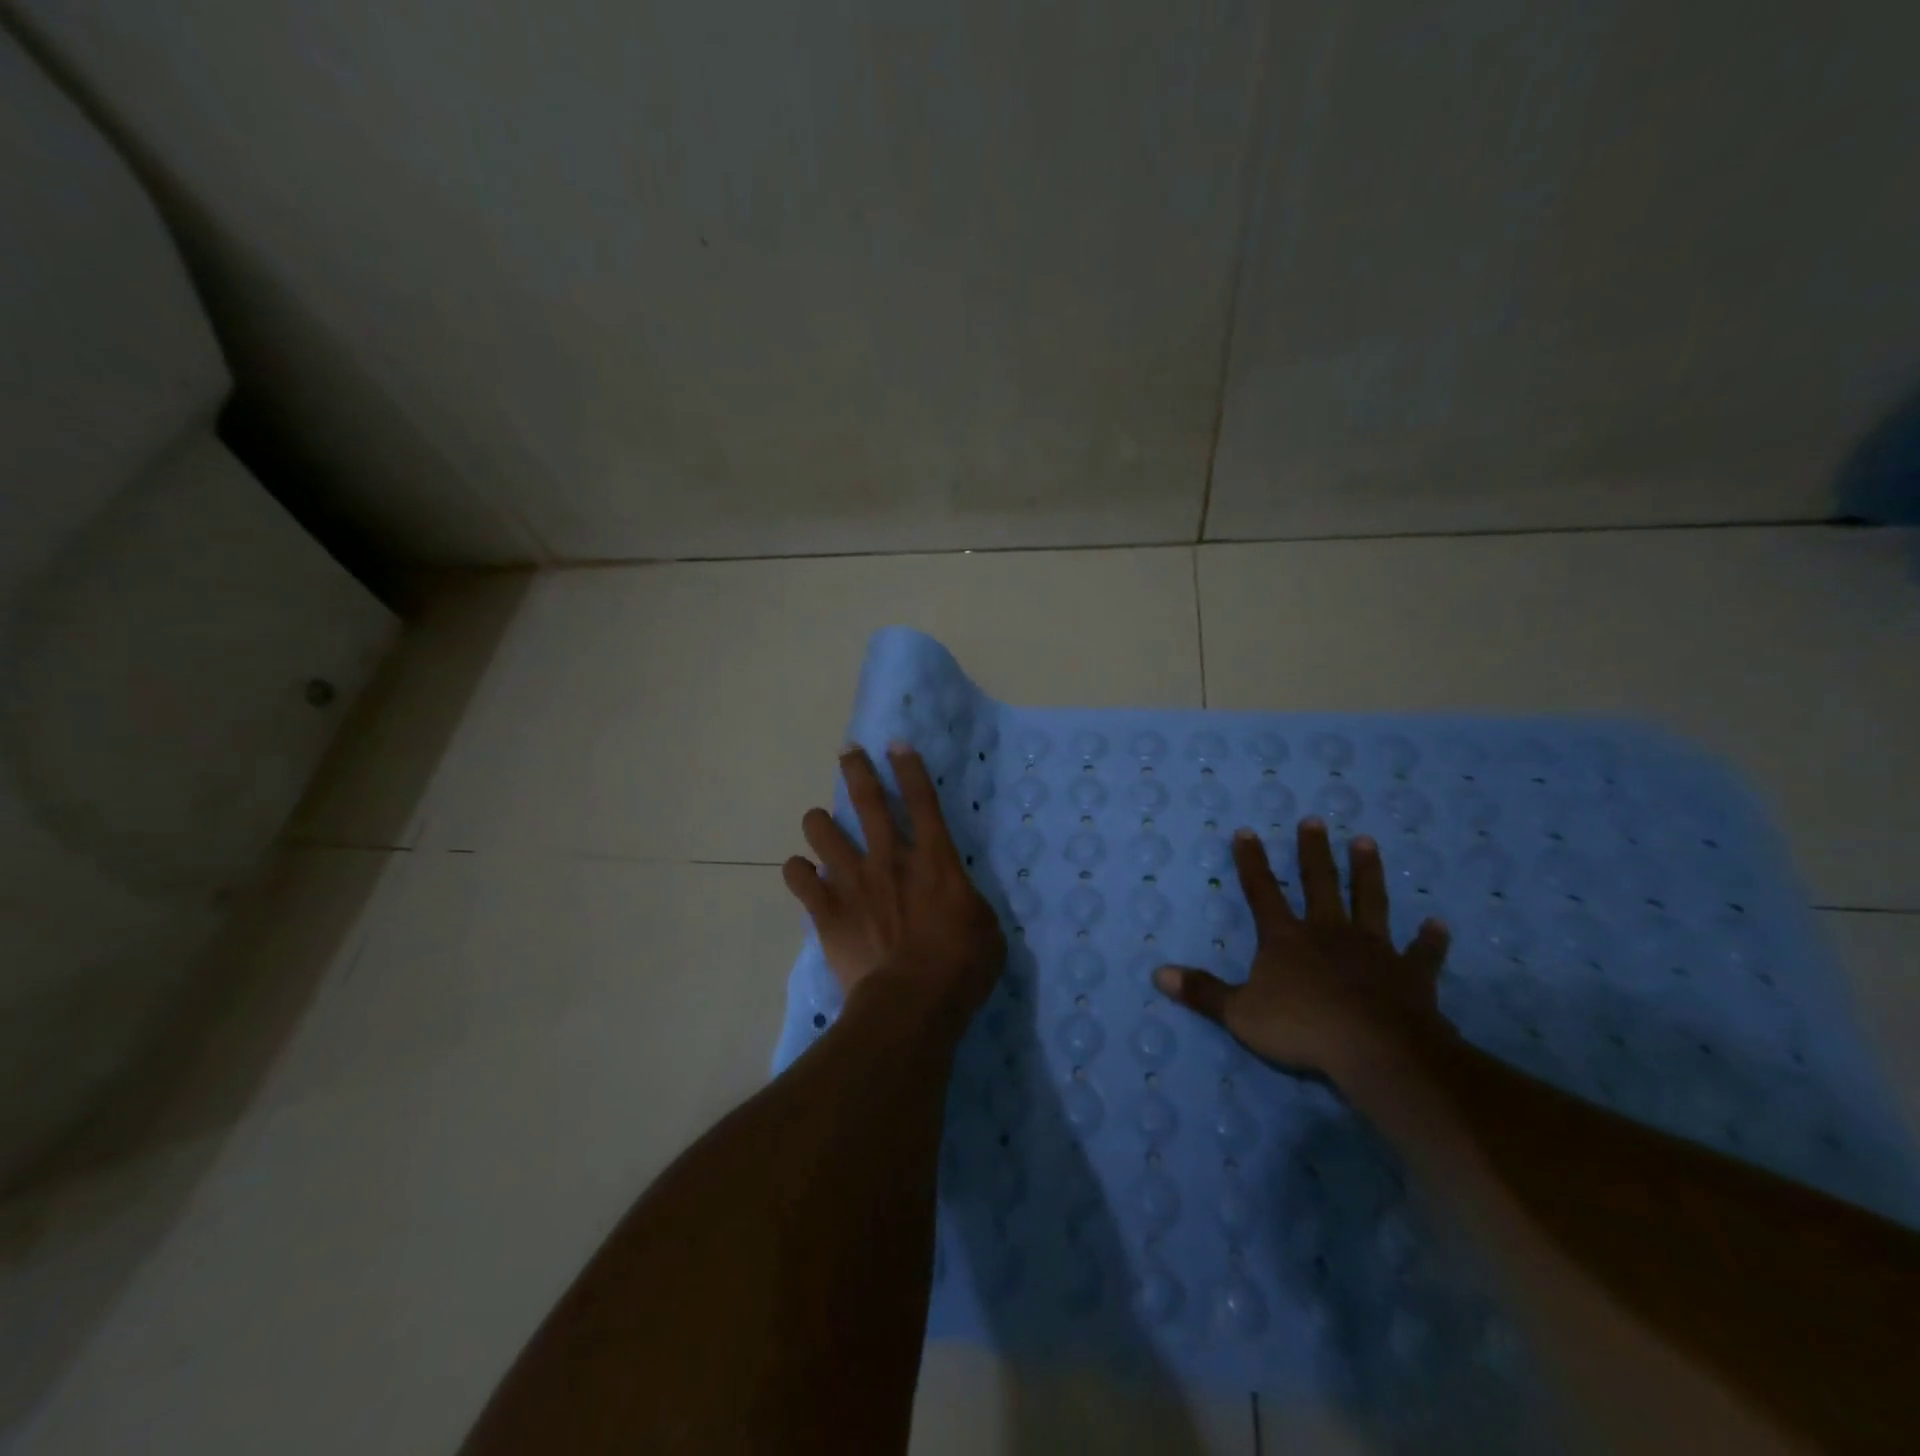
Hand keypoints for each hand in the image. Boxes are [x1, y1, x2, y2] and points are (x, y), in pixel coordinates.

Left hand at [783, 744, 1005, 1017]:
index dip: (909, 768)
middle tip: (847, 751)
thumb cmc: (961, 966)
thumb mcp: (986, 927)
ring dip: (819, 822)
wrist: (912, 1003)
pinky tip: (801, 871)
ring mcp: (854, 883)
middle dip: (857, 771)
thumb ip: (965, 902)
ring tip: (818, 820)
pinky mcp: (827, 912)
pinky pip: (800, 879)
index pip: (922, 801)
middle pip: (868, 802)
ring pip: (824, 833)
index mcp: (934, 860)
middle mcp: (890, 859)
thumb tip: (956, 900)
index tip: (895, 744)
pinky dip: (798, 871)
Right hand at [1153, 819, 1452, 1084]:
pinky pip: (1422, 954)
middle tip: (1316, 821)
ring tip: (1367, 843)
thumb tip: (1158, 974)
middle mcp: (1328, 933)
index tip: (1247, 831)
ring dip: (1368, 872)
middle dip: (1314, 852)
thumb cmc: (1302, 1028)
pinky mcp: (1410, 975)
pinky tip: (1439, 925)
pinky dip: (1430, 941)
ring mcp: (1372, 950)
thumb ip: (1202, 992)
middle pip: (1320, 883)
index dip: (1252, 862)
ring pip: (1370, 902)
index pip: (1262, 892)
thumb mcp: (1239, 1014)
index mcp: (1286, 939)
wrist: (1376, 1051)